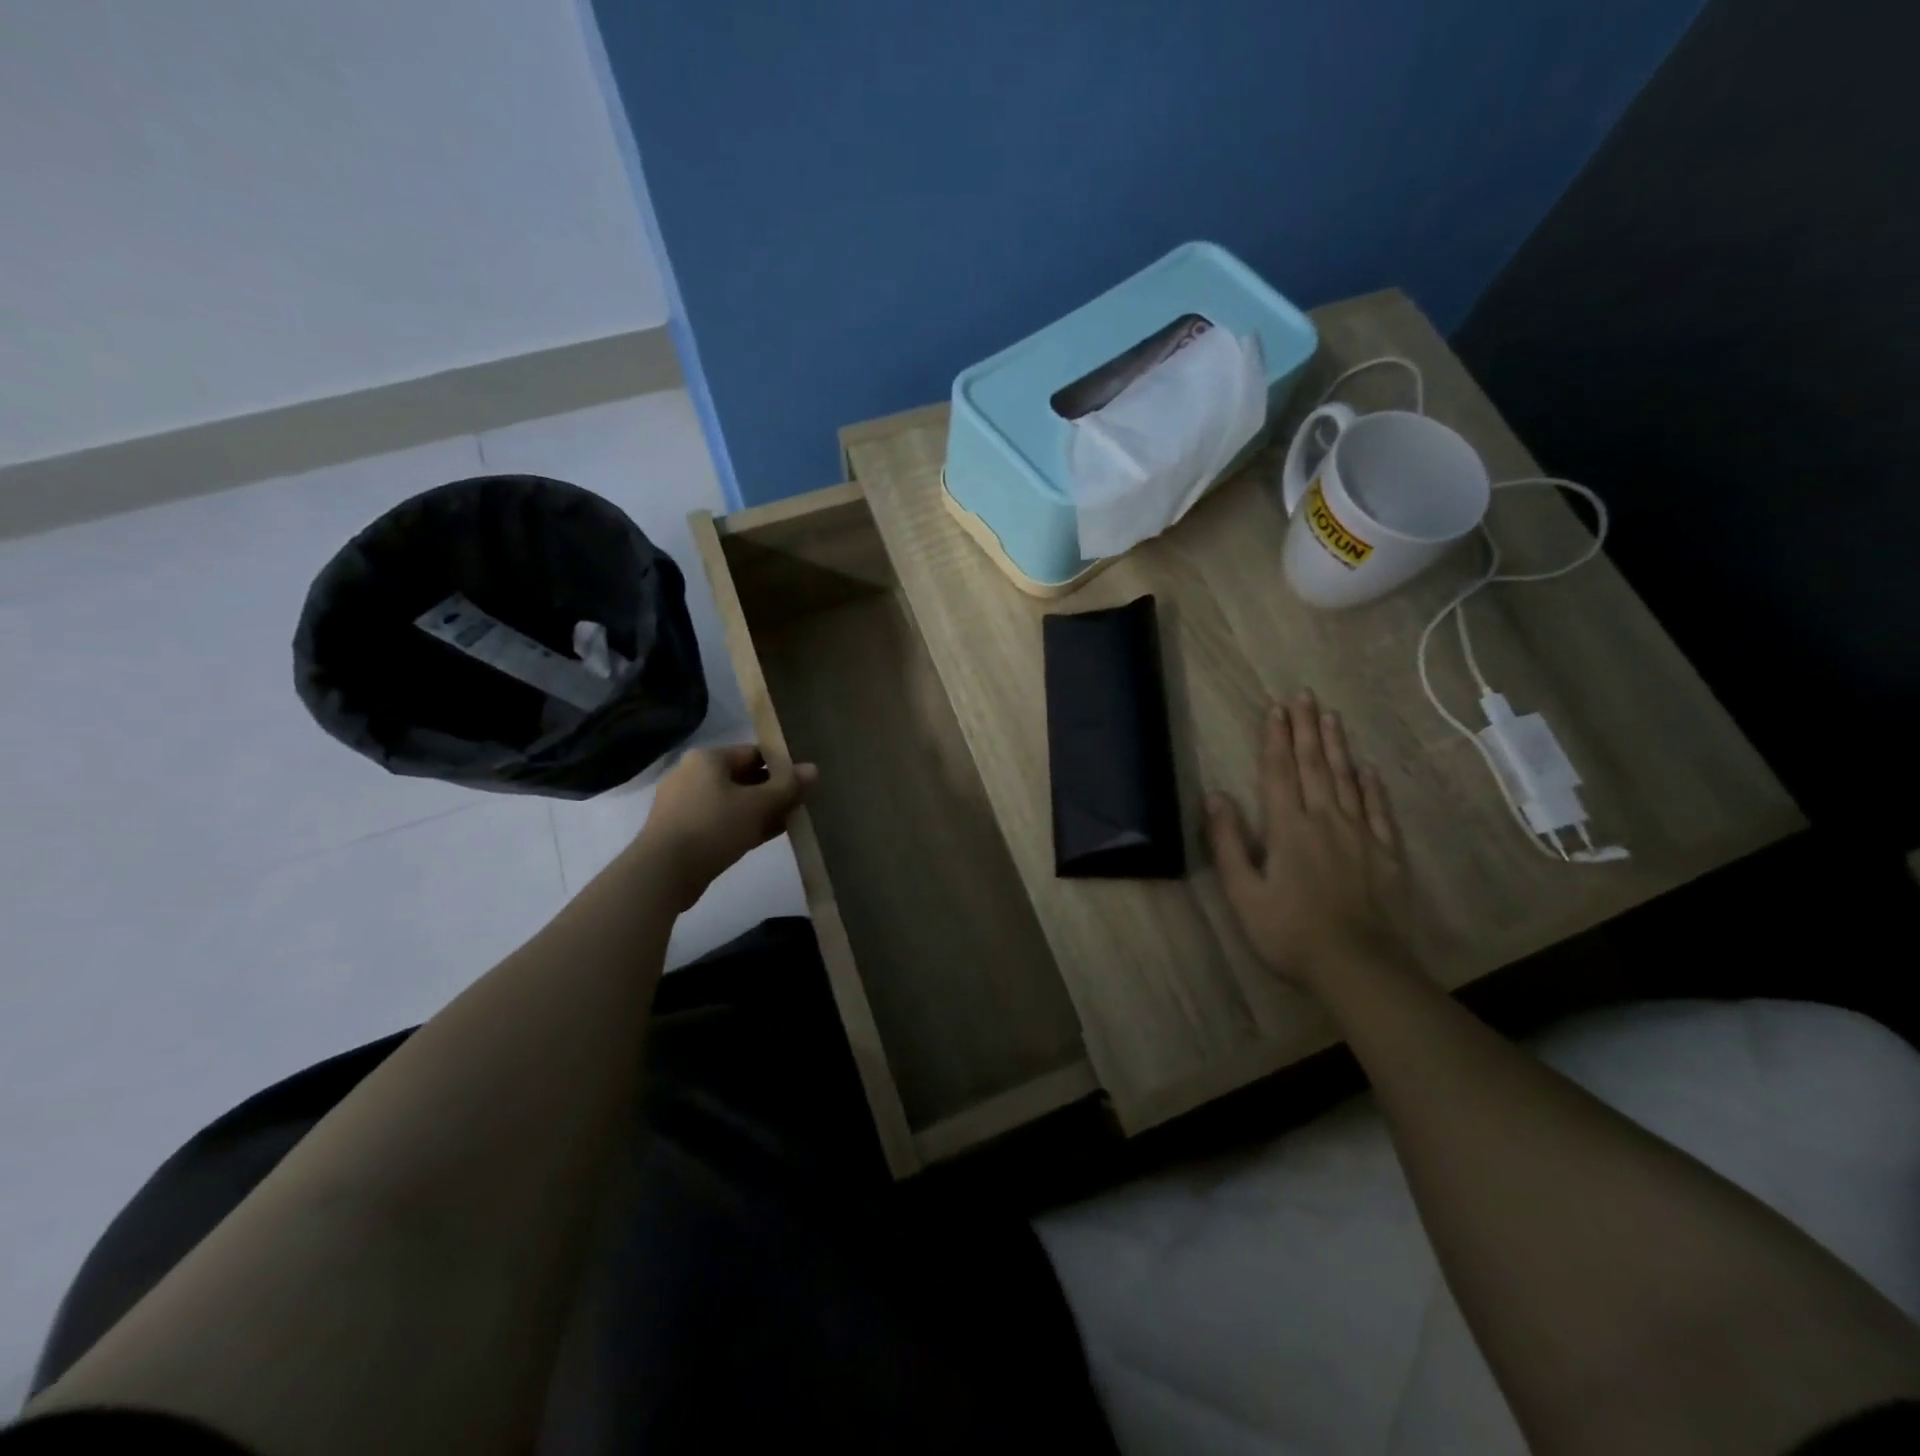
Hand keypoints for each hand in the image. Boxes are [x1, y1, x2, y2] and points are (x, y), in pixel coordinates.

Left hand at [636, 745, 816, 910]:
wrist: (663, 872)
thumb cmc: (713, 827)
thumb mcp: (758, 805)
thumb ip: (788, 787)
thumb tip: (813, 769)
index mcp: (707, 758)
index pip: (753, 753)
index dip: (781, 766)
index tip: (802, 783)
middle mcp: (691, 774)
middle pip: (742, 777)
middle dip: (771, 791)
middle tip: (798, 805)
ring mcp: (682, 804)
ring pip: (731, 802)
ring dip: (758, 811)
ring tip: (786, 822)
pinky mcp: (680, 831)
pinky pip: (719, 821)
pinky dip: (741, 825)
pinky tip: (764, 837)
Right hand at [1207, 691, 1414, 990]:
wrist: (1359, 967)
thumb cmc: (1290, 933)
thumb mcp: (1243, 893)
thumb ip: (1228, 843)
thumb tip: (1215, 796)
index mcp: (1287, 828)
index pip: (1279, 772)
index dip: (1276, 739)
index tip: (1276, 709)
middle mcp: (1325, 820)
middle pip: (1314, 765)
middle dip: (1306, 729)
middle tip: (1305, 696)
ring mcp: (1361, 835)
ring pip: (1347, 779)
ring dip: (1337, 746)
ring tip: (1331, 716)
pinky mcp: (1387, 854)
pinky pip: (1379, 810)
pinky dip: (1372, 786)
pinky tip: (1368, 769)